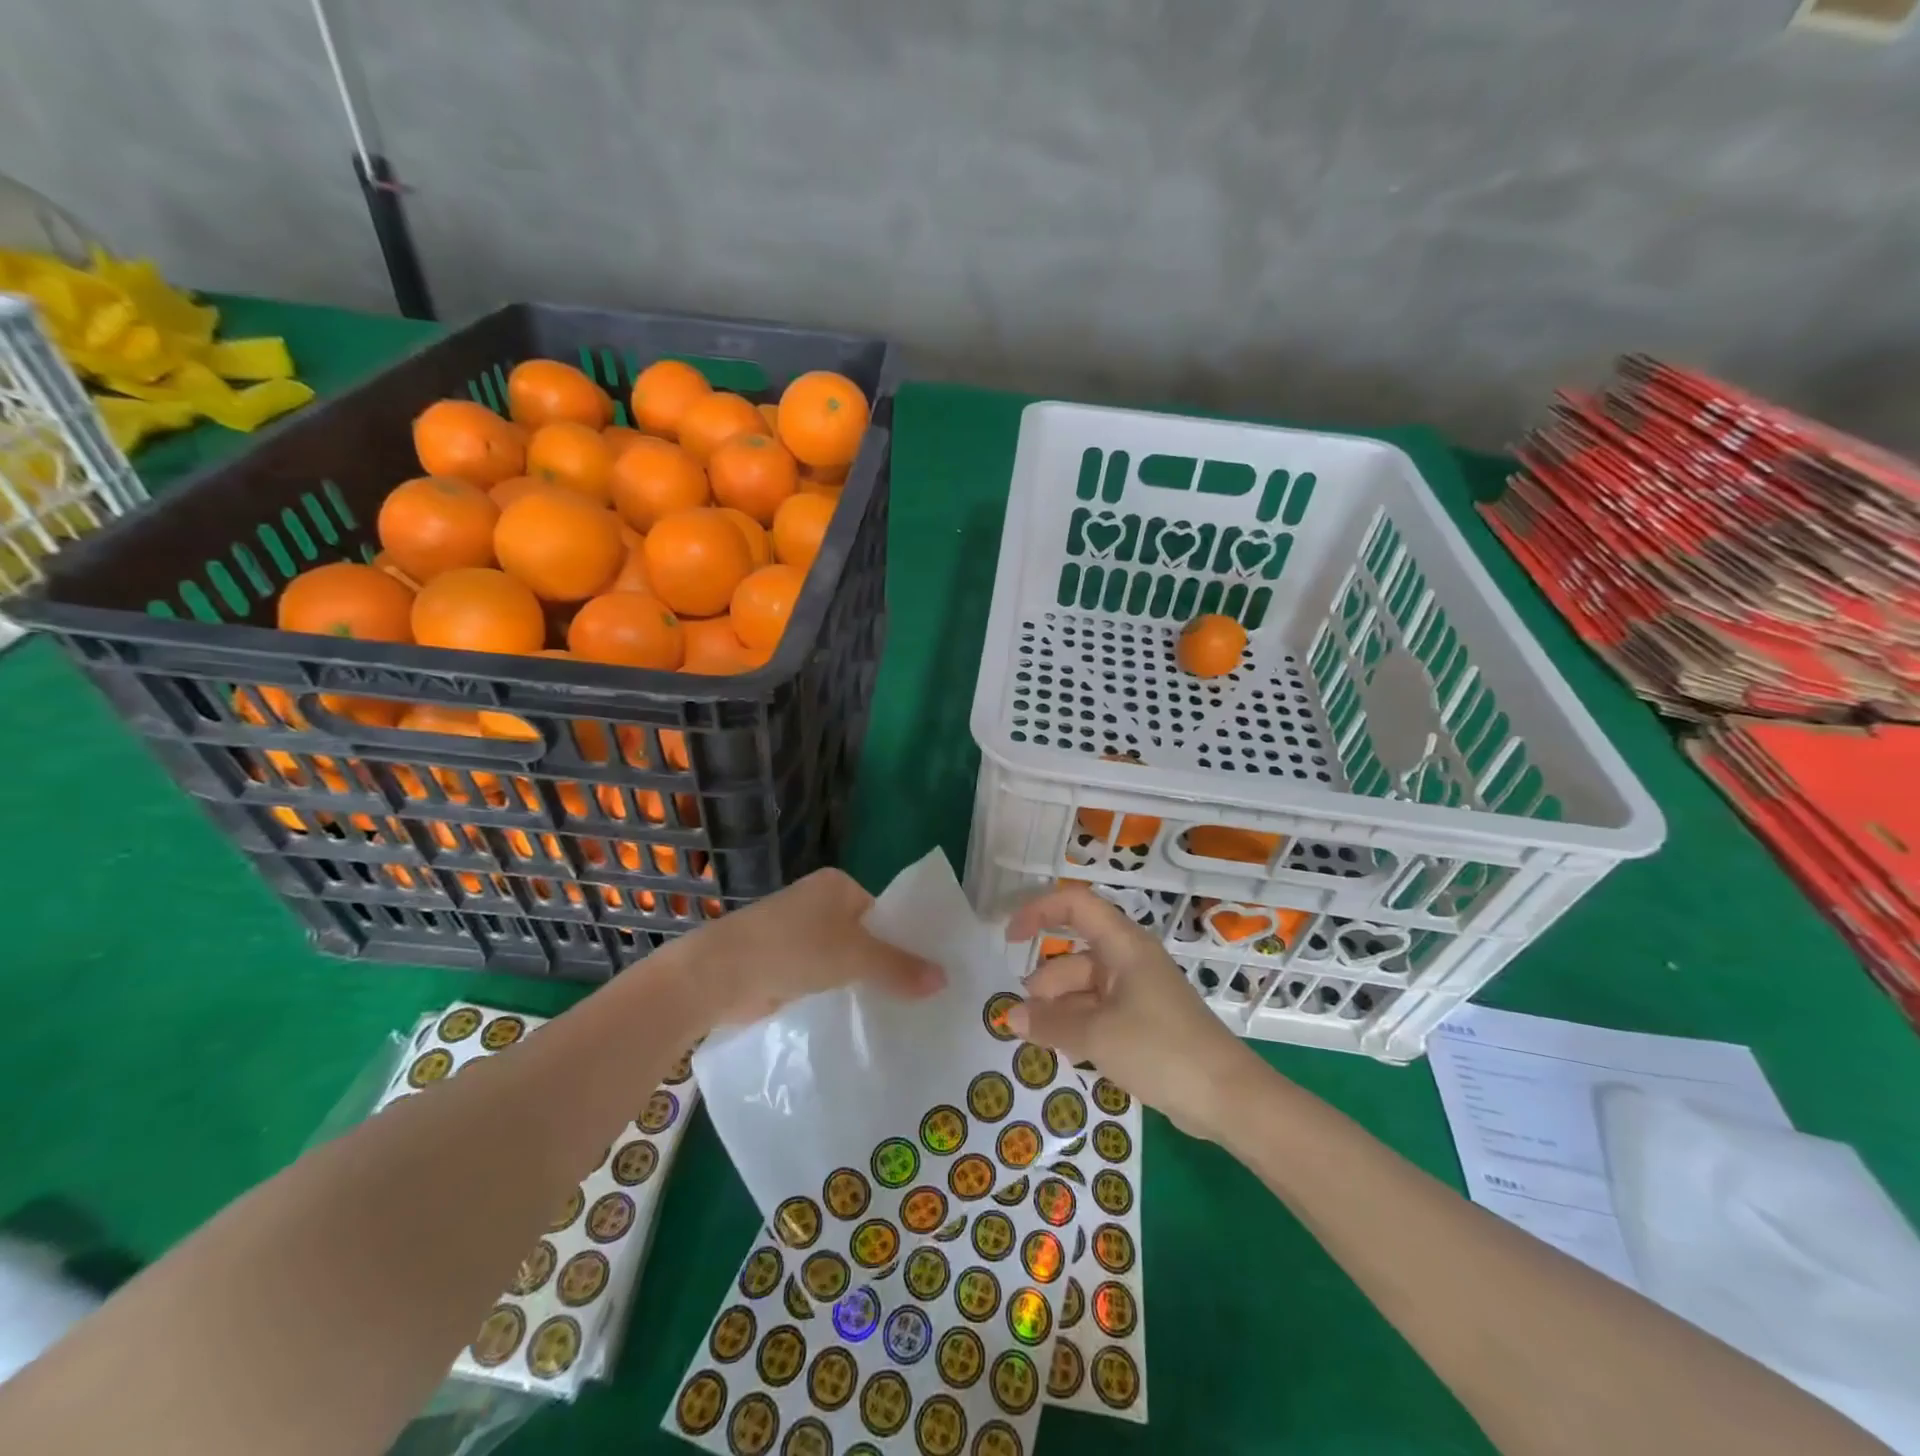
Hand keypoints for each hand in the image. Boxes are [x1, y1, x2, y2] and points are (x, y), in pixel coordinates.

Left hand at [666, 868, 944, 1028]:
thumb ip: (899, 967)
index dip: (907, 940)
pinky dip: (836, 992)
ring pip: (843, 958)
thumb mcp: (855, 957)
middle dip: (886, 964)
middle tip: (920, 998)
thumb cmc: (793, 949)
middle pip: (865, 935)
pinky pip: (822, 976)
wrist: (719, 974)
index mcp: (838, 885)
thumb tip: (945, 979)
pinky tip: (856, 1016)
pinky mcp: (781, 962)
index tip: (929, 973)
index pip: (884, 912)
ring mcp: (797, 933)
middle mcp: (818, 903)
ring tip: (896, 1012)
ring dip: (860, 982)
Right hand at [1005, 883, 1267, 1138]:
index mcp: (1123, 945)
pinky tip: (1064, 1052)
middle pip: (1076, 956)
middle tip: (1021, 1016)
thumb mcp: (1096, 1035)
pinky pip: (1101, 1013)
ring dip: (1060, 1009)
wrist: (1227, 1098)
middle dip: (1045, 982)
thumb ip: (1049, 1023)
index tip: (1009, 938)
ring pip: (1086, 989)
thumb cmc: (1160, 1049)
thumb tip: (1010, 1016)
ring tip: (1036, 1039)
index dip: (1039, 912)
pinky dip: (1079, 1026)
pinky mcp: (1146, 1023)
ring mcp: (1139, 993)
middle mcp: (1130, 961)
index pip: (1075, 906)